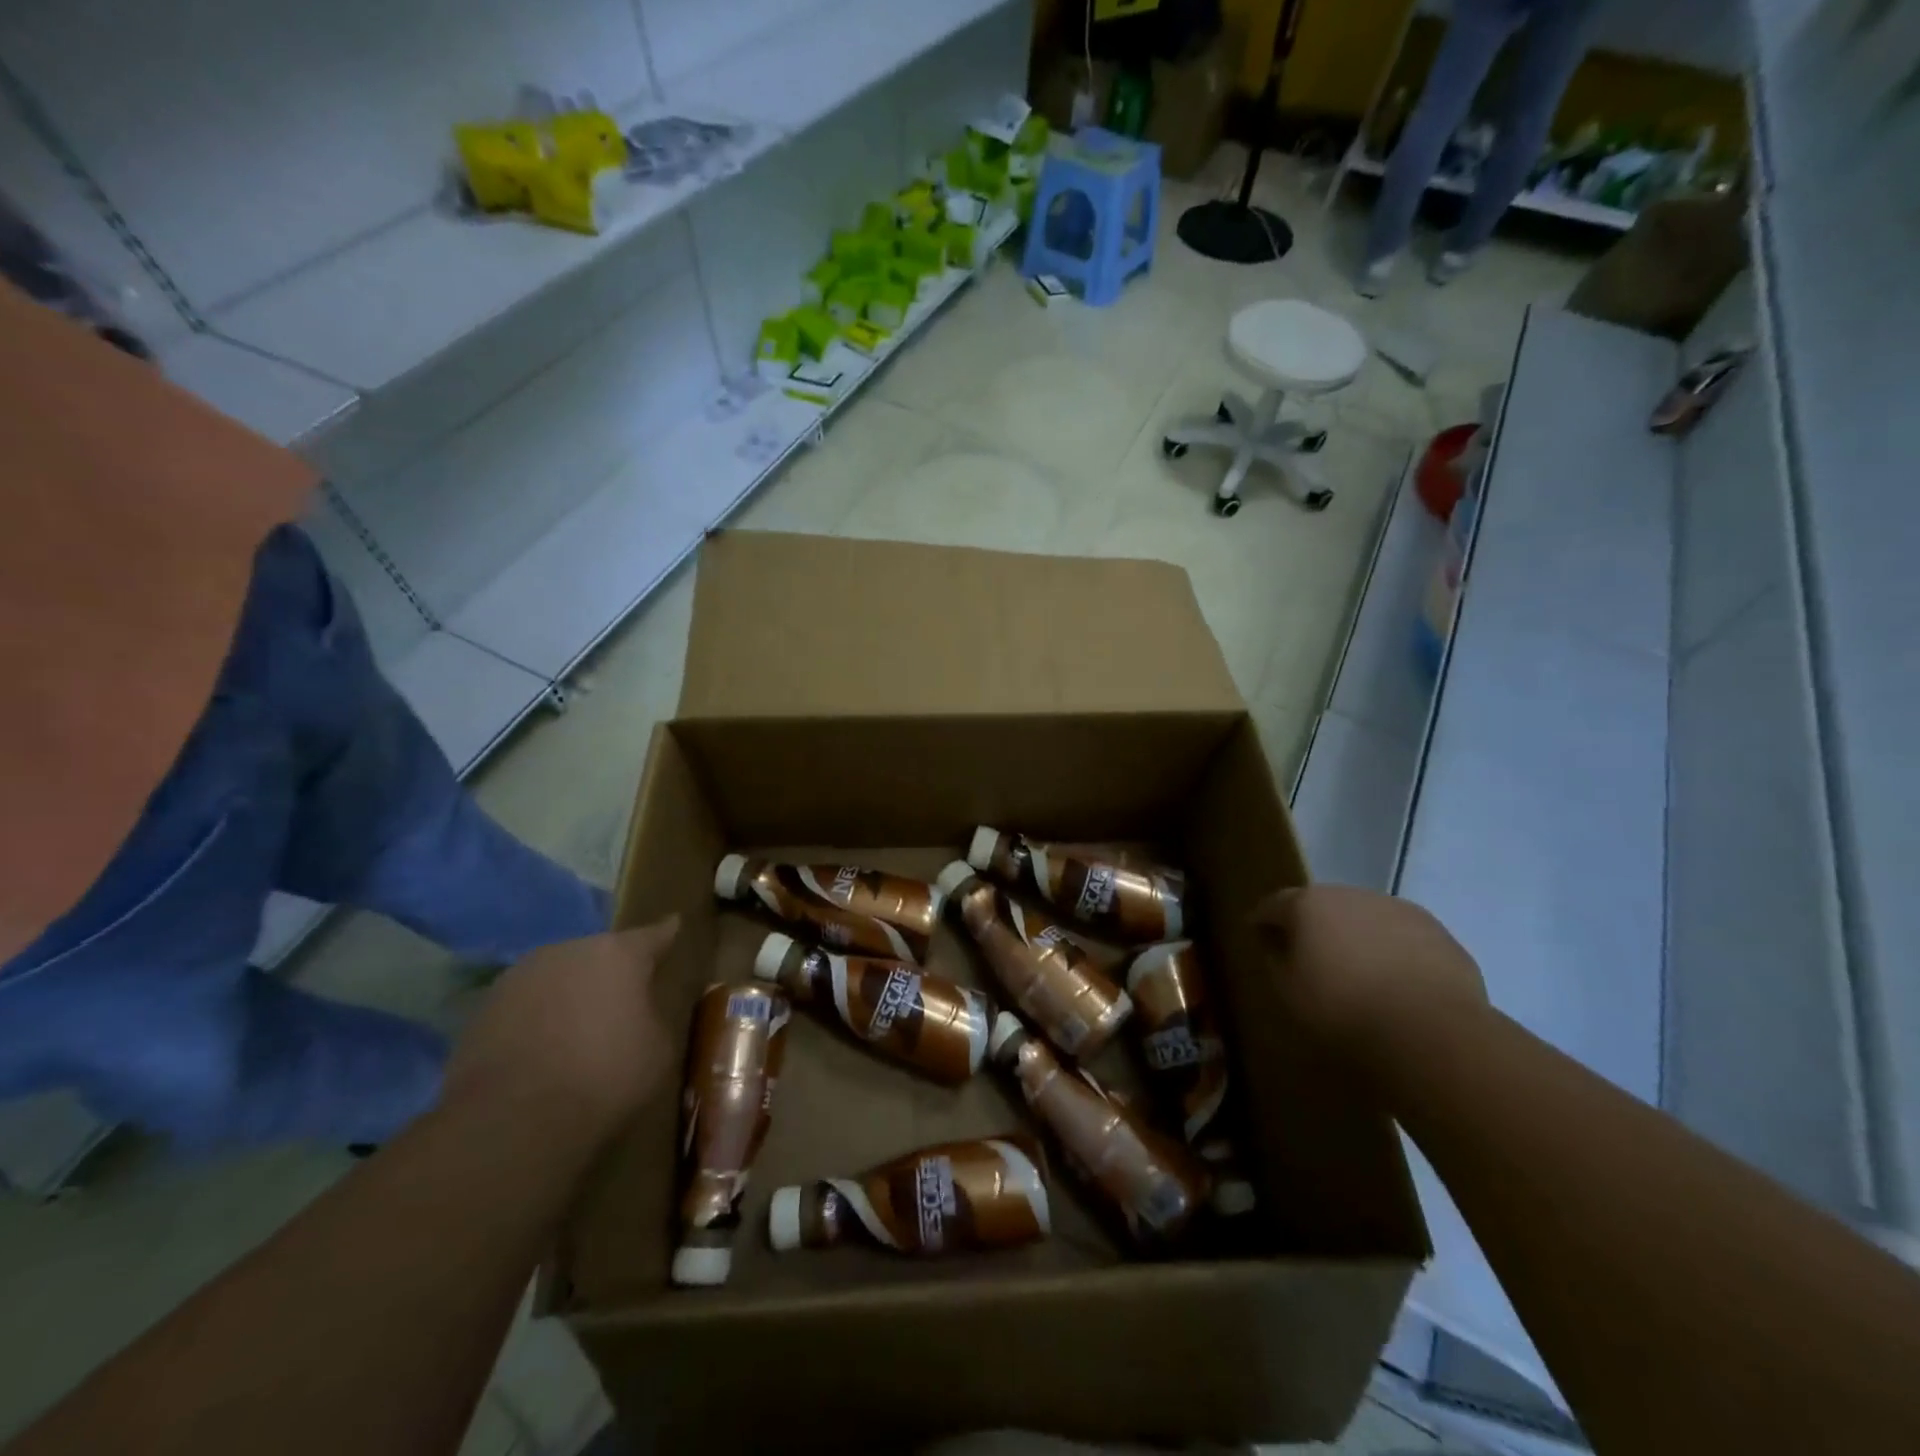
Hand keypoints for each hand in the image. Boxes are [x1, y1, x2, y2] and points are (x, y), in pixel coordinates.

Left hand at [443, 918, 677, 1141]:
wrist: (511, 1121)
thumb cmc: (605, 1076)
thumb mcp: (658, 1048)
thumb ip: (654, 1016)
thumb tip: (641, 1011)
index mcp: (619, 953)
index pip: (653, 935)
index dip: (666, 933)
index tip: (674, 924)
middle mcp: (568, 950)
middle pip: (599, 954)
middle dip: (611, 972)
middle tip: (622, 1000)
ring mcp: (519, 976)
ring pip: (557, 977)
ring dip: (569, 994)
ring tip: (577, 1029)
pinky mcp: (482, 1009)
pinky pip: (525, 1006)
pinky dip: (536, 1019)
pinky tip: (541, 1051)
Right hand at [1253, 885, 1485, 1061]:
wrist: (1432, 1031)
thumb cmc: (1343, 1010)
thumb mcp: (1289, 992)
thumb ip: (1276, 961)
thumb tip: (1276, 945)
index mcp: (1308, 904)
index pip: (1274, 904)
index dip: (1263, 919)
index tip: (1256, 932)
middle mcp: (1351, 895)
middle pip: (1322, 904)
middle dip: (1313, 924)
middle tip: (1308, 953)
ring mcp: (1398, 910)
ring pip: (1365, 918)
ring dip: (1356, 935)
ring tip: (1357, 970)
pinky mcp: (1438, 932)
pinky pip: (1402, 937)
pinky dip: (1392, 951)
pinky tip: (1396, 983)